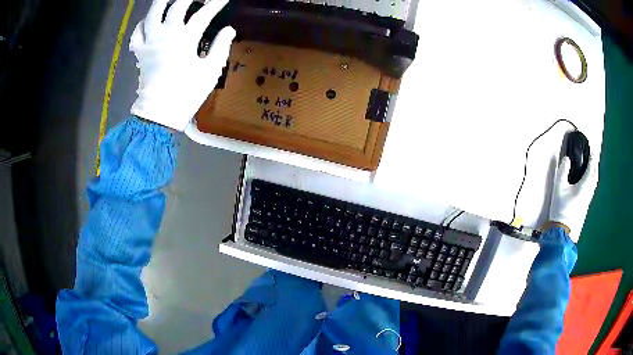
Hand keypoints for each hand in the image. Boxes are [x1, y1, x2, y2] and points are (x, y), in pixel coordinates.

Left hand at [130, 0, 234, 130]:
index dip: (216, 3)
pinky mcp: (140, 53)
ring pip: (152, 13)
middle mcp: (166, 35)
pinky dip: (143, 23)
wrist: (158, 114)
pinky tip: (149, 20)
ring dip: (162, 1)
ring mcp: (150, 43)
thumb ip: (221, 47)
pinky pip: (137, 32)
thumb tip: (229, 29)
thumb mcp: (210, 72)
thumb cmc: (186, 94)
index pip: (204, 14)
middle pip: (177, 6)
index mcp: (185, 40)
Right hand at [549, 155, 598, 241]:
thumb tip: (566, 159)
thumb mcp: (558, 187)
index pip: (591, 169)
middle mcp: (588, 192)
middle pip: (595, 177)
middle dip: (594, 167)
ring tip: (591, 169)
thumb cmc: (561, 208)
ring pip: (594, 184)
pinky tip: (587, 183)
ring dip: (594, 175)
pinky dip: (591, 182)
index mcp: (584, 186)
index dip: (592, 159)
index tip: (592, 151)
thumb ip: (563, 171)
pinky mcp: (585, 206)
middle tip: (593, 159)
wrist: (563, 231)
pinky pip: (591, 189)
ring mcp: (587, 200)